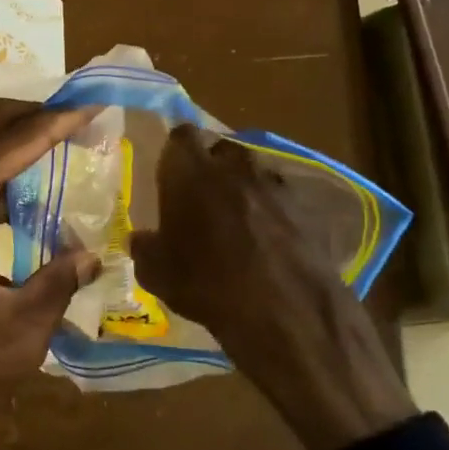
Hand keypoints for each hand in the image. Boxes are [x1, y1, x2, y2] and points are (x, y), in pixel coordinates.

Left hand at [0, 100, 100, 449]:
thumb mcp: (15, 333)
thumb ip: (57, 286)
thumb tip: (90, 256)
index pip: (16, 140)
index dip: (59, 122)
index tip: (94, 107)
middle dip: (34, 119)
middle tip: (81, 123)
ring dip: (13, 152)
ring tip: (61, 159)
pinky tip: (23, 212)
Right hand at [130, 125, 415, 449]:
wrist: (287, 312)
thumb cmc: (208, 285)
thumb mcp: (158, 274)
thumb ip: (145, 248)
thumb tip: (142, 238)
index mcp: (191, 170)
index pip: (180, 137)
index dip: (175, 156)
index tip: (171, 179)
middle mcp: (235, 164)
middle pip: (220, 151)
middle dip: (211, 169)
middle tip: (202, 201)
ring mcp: (276, 182)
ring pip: (253, 173)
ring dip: (244, 190)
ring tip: (238, 225)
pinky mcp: (307, 206)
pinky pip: (282, 199)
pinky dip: (274, 213)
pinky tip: (269, 244)